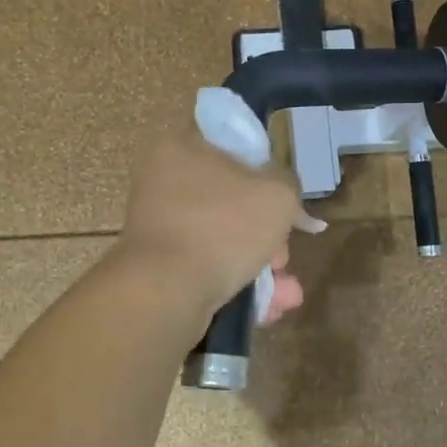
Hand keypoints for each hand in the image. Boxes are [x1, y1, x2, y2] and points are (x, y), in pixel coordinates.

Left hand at [116, 130, 319, 319]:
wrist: (165, 294)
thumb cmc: (222, 227)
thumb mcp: (277, 194)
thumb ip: (287, 182)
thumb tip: (279, 190)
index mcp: (180, 147)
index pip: (228, 141)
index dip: (263, 163)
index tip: (282, 191)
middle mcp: (163, 181)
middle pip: (232, 196)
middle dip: (269, 230)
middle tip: (283, 253)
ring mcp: (160, 226)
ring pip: (224, 236)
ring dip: (261, 263)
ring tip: (287, 293)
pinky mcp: (161, 265)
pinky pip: (209, 264)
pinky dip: (238, 281)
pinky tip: (270, 306)